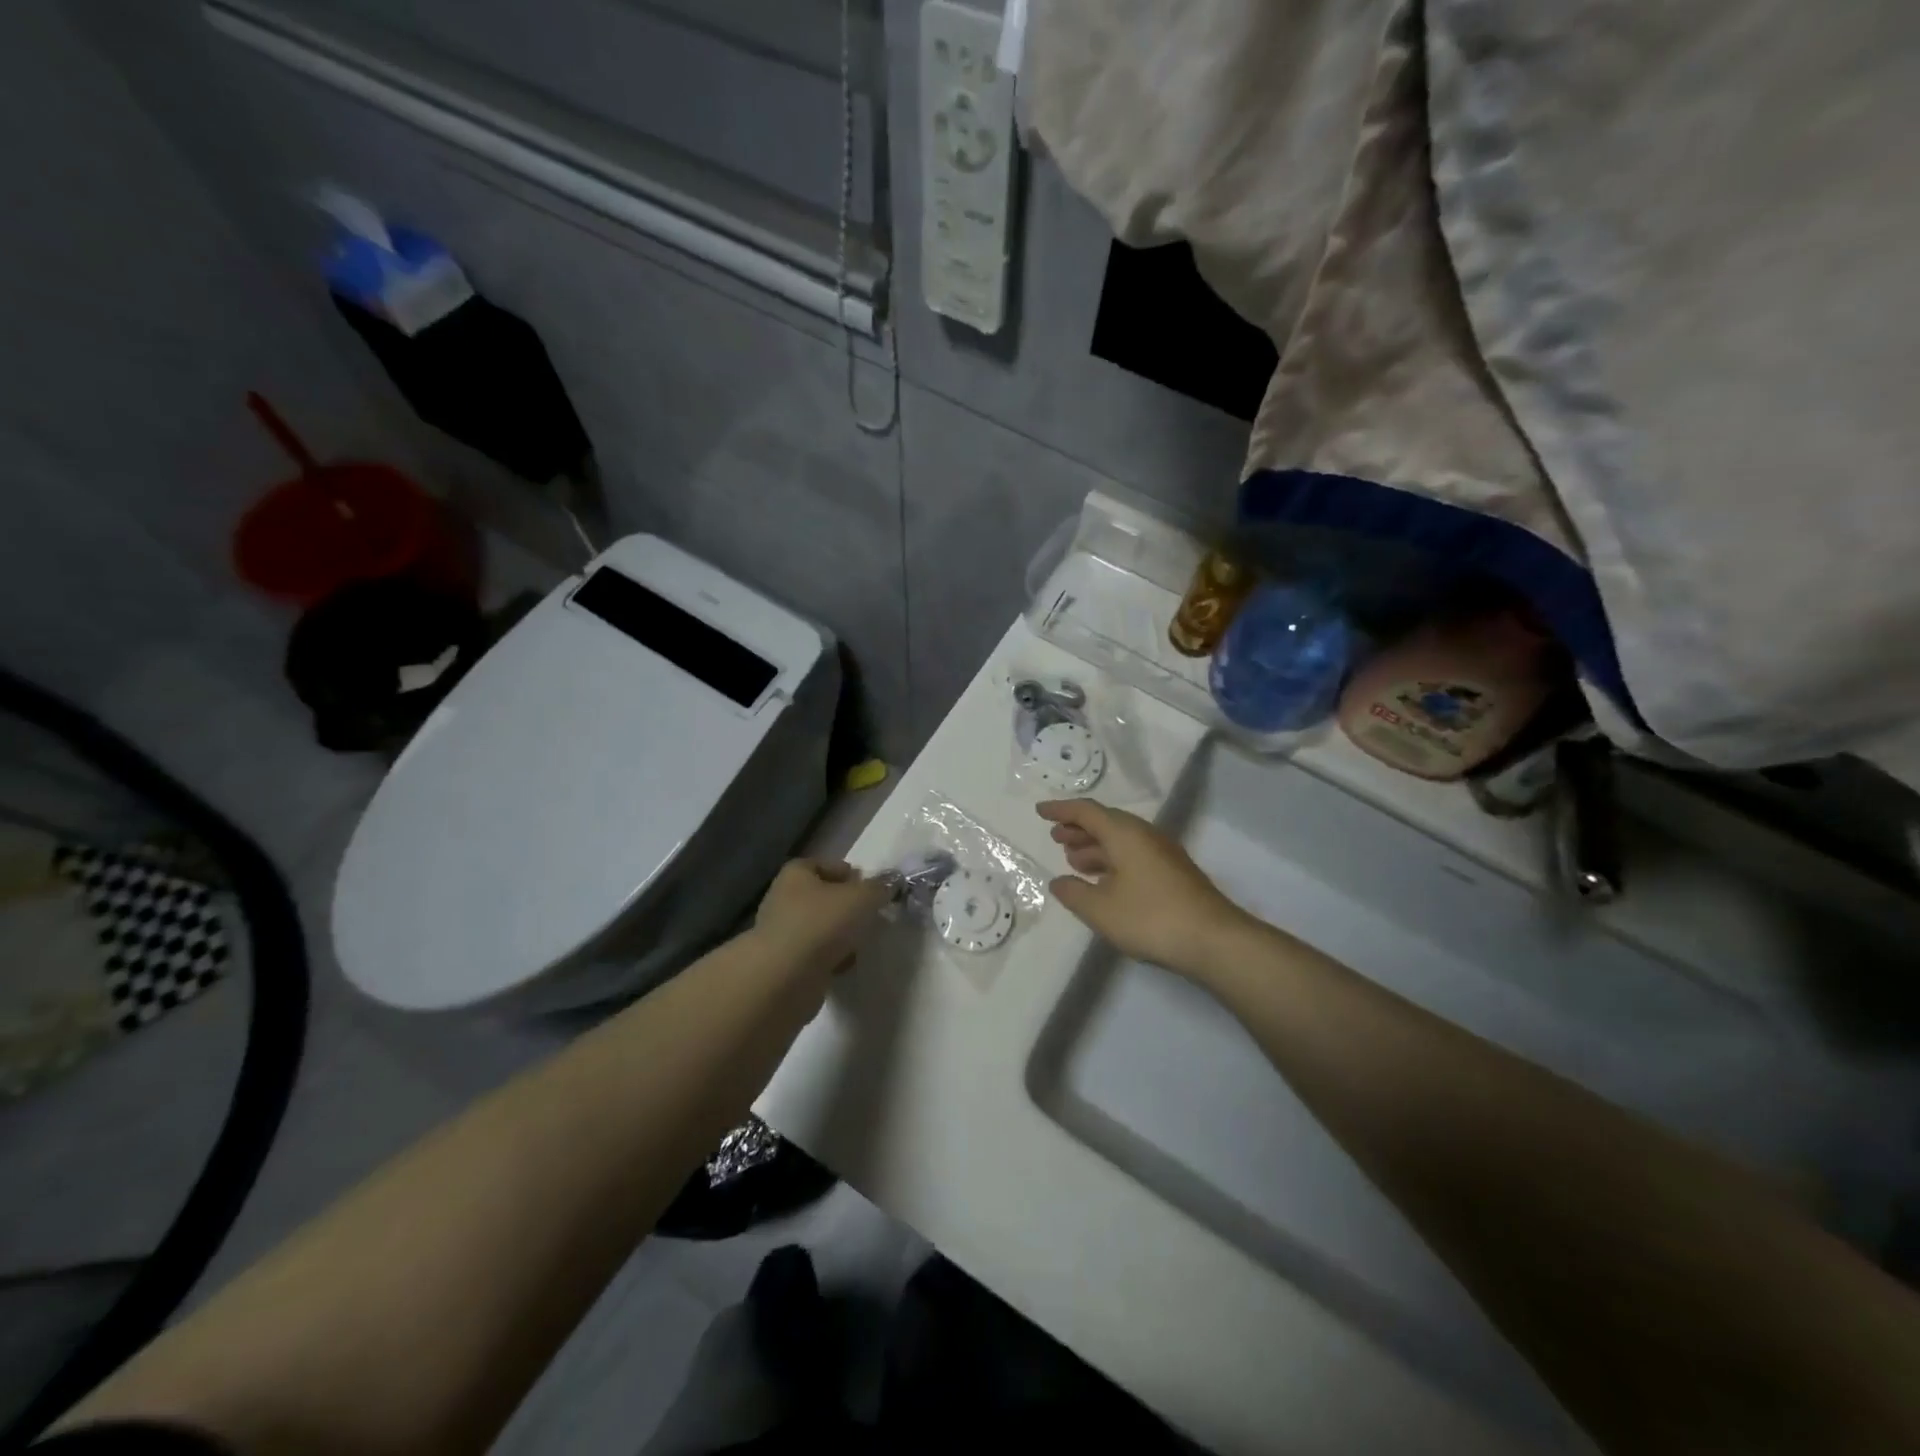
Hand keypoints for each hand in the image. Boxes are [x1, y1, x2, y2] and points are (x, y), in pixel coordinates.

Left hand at [750, 858, 892, 990]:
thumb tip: (890, 883)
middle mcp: (783, 899)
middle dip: (846, 907)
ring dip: (840, 935)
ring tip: (861, 943)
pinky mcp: (784, 964)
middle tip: (871, 916)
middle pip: (822, 898)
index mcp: (796, 874)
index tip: (869, 888)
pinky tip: (845, 965)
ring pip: (819, 928)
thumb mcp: (863, 897)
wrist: (785, 978)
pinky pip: (814, 955)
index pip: (822, 864)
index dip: (847, 873)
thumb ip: (880, 888)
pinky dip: (831, 959)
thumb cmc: (822, 924)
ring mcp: (781, 933)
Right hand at [1039, 799, 1254, 980]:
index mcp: (1124, 833)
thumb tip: (1059, 882)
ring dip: (1095, 846)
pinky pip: (1133, 854)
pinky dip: (1112, 860)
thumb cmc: (1150, 918)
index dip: (1060, 810)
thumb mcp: (1100, 909)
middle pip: (1106, 822)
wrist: (1213, 940)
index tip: (1039, 812)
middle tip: (1056, 837)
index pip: (1086, 811)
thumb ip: (1073, 893)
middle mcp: (1144, 835)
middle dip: (1078, 828)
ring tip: (1074, 861)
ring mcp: (1162, 853)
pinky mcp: (1172, 872)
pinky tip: (1103, 882)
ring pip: (1121, 840)